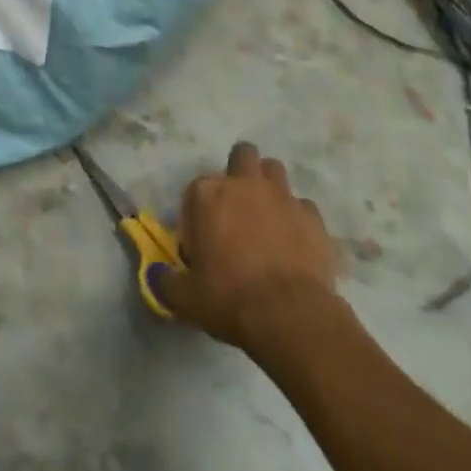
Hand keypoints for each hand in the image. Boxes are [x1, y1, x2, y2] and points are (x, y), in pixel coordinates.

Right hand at [151, 142, 340, 348]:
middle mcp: (244, 183)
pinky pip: (302, 206)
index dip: (197, 216)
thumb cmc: (230, 299)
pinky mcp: (312, 216)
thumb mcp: (187, 298)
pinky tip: (295, 244)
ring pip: (274, 169)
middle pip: (242, 155)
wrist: (290, 315)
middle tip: (237, 210)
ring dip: (269, 187)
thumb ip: (168, 282)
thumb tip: (158, 277)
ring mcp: (281, 196)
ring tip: (267, 220)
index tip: (201, 246)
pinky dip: (298, 219)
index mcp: (208, 194)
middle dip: (239, 173)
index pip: (196, 189)